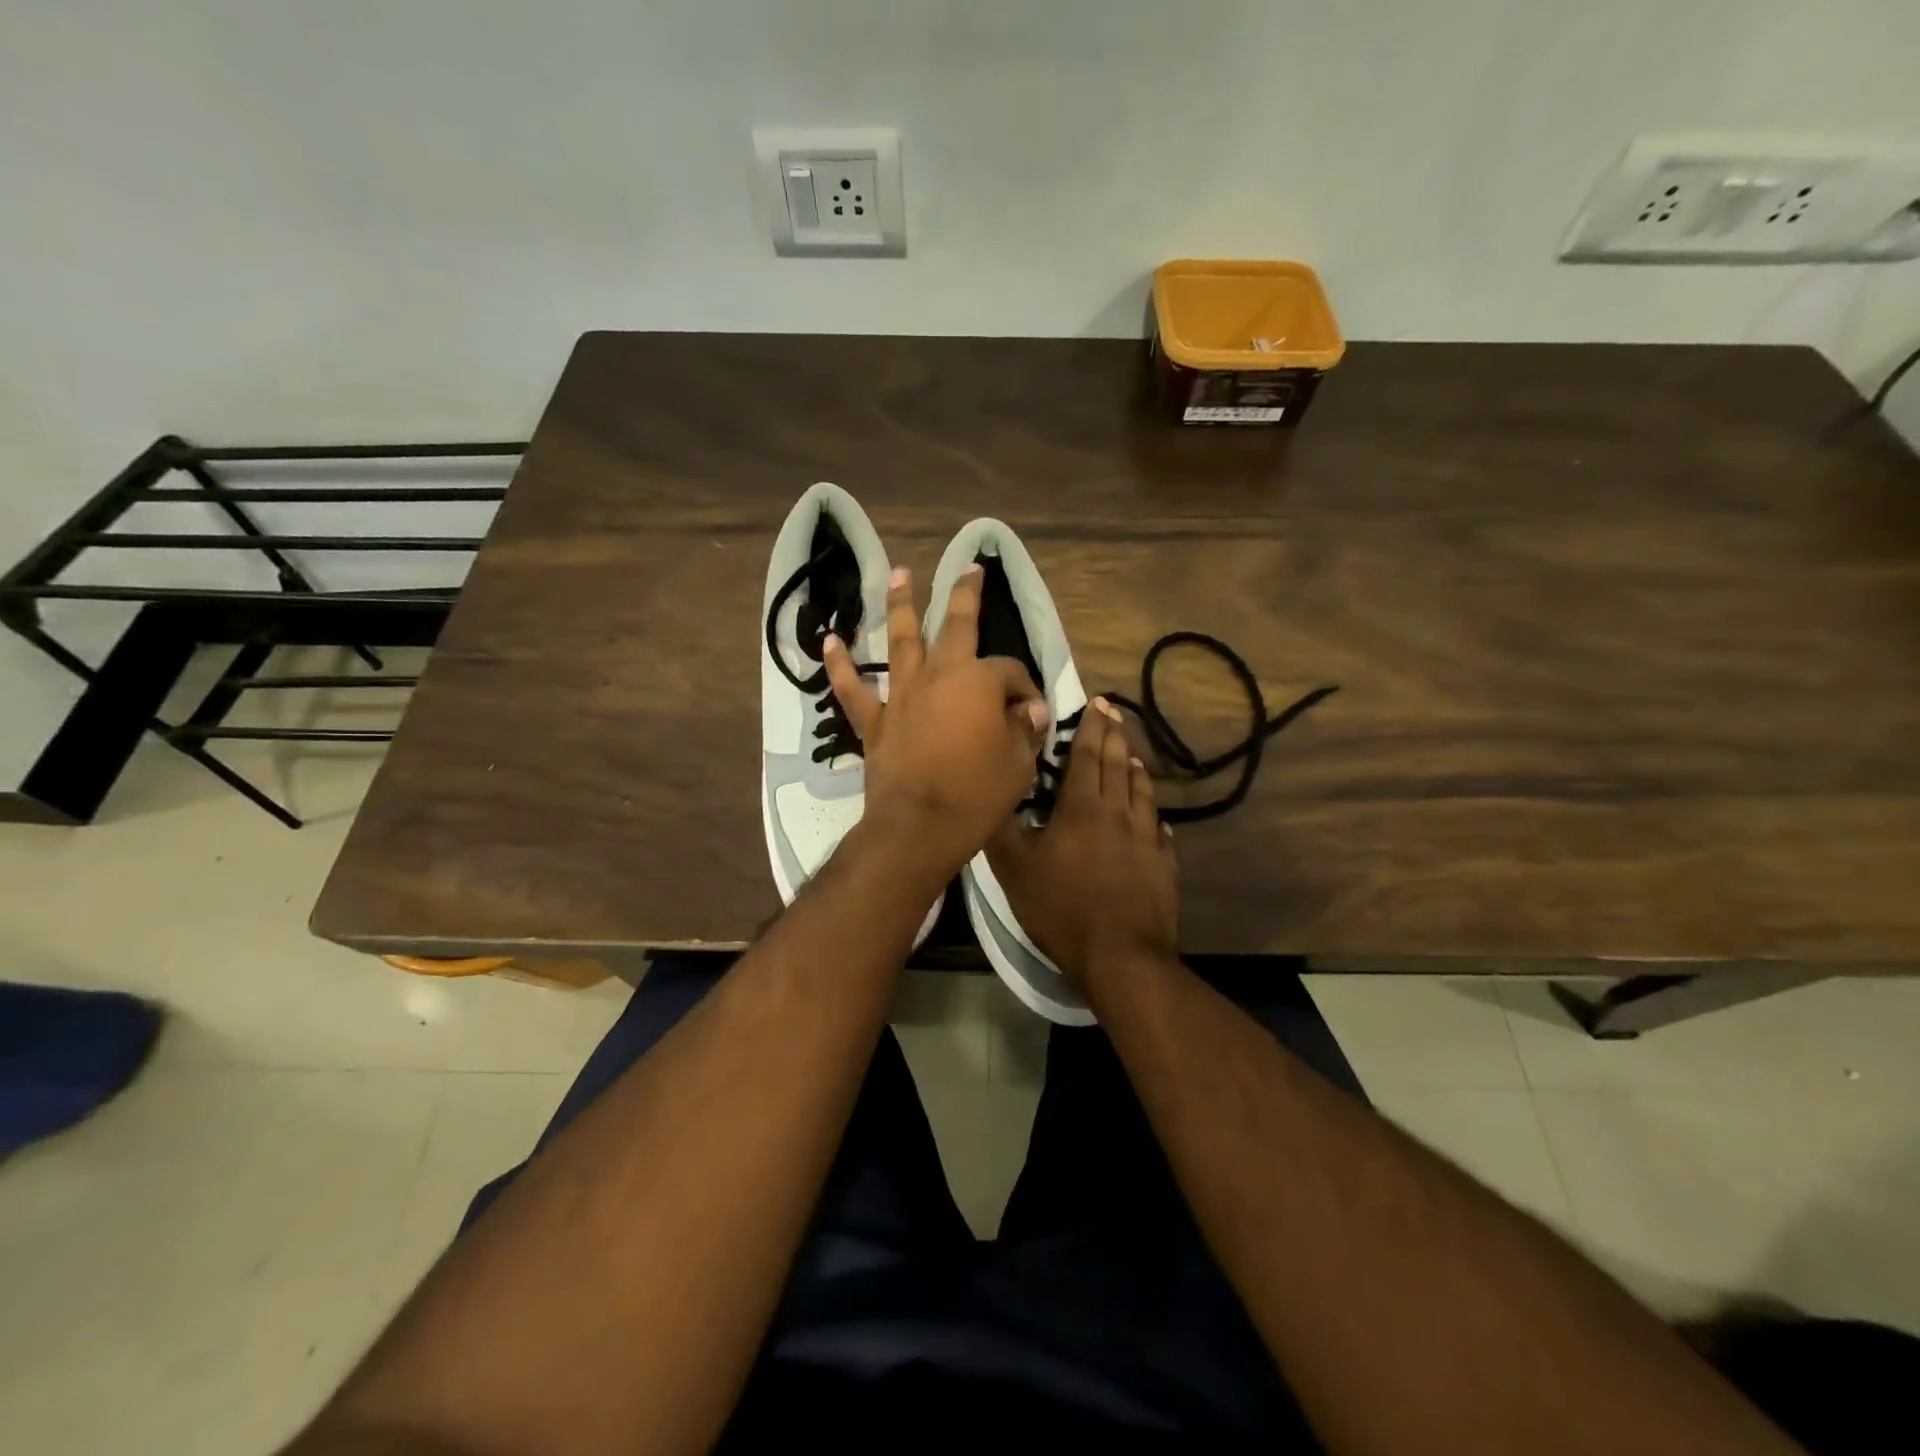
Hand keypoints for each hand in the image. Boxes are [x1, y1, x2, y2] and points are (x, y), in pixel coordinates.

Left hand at [823, 564, 1049, 879]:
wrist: (917, 829)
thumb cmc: (976, 796)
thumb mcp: (1018, 765)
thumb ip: (1024, 731)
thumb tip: (1031, 712)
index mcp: (979, 682)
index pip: (1010, 671)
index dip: (1025, 689)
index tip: (1032, 714)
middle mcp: (939, 676)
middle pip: (954, 625)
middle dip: (965, 594)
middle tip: (969, 568)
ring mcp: (902, 695)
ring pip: (900, 640)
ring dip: (899, 605)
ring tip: (898, 574)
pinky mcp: (874, 721)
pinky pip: (853, 688)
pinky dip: (840, 665)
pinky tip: (830, 641)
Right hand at [986, 697, 1179, 995]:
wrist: (1120, 956)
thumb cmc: (1061, 908)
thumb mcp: (1014, 869)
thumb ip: (1002, 829)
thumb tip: (994, 794)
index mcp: (1082, 807)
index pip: (1087, 755)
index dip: (1091, 727)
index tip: (1098, 702)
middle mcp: (1118, 813)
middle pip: (1117, 765)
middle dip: (1115, 736)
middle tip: (1115, 713)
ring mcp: (1146, 838)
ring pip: (1142, 791)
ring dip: (1135, 768)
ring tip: (1132, 756)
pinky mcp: (1164, 864)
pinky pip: (1158, 828)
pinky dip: (1151, 813)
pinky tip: (1152, 817)